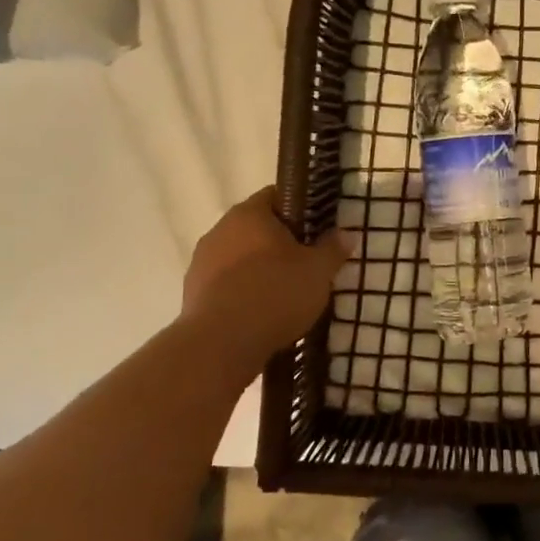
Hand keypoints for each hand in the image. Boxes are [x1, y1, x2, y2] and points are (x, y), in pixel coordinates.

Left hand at [180, 187, 350, 367]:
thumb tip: (346, 234)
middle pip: (257, 227)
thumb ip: (333, 249)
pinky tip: (262, 312)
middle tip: (308, 261)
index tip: (319, 227)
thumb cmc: (274, 294)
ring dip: (260, 268)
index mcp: (249, 214)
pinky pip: (227, 284)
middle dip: (281, 242)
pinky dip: (244, 292)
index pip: (277, 196)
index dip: (301, 208)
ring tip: (286, 292)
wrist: (220, 344)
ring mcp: (201, 262)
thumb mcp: (318, 271)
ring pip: (240, 257)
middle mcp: (220, 229)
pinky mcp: (193, 293)